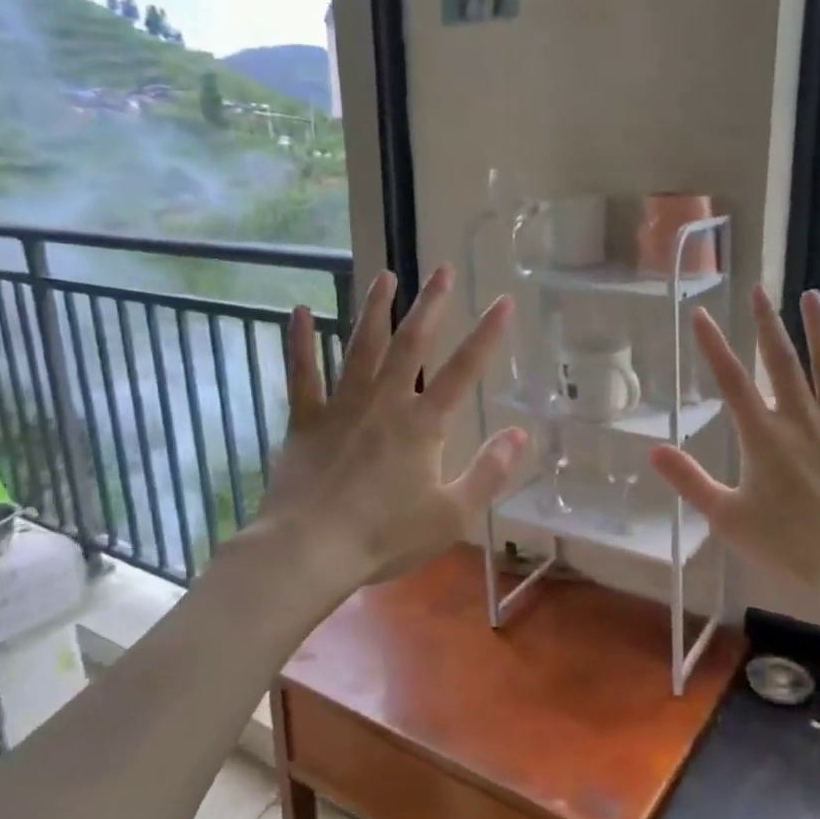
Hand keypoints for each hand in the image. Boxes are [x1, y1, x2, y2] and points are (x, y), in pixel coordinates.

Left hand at [258, 265, 526, 598]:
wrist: (310, 549)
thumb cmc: (385, 536)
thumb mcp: (452, 514)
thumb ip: (488, 473)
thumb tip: (519, 433)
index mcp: (423, 424)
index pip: (463, 370)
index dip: (487, 334)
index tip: (503, 301)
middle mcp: (385, 402)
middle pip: (411, 344)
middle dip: (430, 305)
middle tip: (441, 269)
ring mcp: (342, 405)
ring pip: (361, 346)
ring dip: (374, 309)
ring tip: (384, 275)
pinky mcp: (306, 419)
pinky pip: (303, 372)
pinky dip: (300, 341)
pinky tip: (299, 311)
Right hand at [649, 287, 819, 609]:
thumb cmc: (789, 546)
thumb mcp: (727, 518)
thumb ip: (690, 481)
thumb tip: (653, 450)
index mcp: (764, 437)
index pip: (732, 381)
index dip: (714, 346)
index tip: (701, 314)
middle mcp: (803, 420)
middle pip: (781, 362)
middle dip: (767, 324)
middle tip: (759, 292)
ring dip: (819, 330)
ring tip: (811, 296)